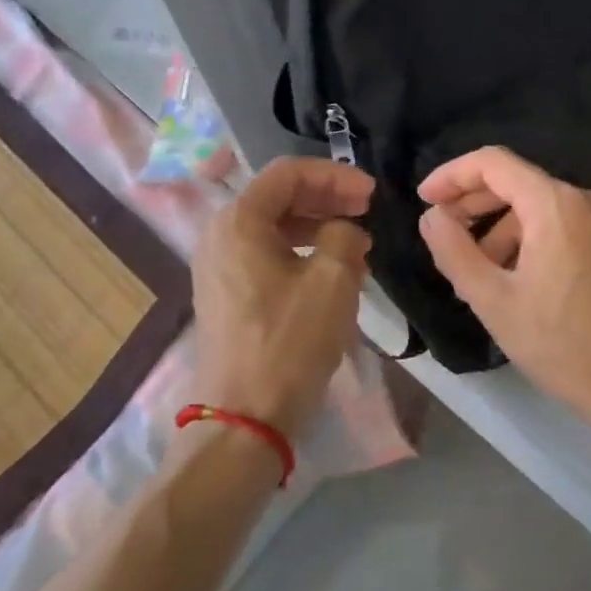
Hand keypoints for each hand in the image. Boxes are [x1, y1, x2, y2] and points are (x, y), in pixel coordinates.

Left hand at [190, 157, 373, 436]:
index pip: (289, 173)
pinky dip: (301, 251)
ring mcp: (219, 267)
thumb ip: (344, 235)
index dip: (335, 176)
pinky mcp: (226, 294)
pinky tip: (332, 270)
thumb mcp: (333, 280)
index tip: (371, 194)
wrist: (245, 418)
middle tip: (367, 211)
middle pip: (279, 196)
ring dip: (318, 225)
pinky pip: (266, 255)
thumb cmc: (290, 342)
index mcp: (239, 221)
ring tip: (357, 242)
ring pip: (274, 227)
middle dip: (327, 198)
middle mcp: (220, 235)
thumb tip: (345, 231)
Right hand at [416, 147, 590, 427]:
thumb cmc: (561, 343)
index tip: (424, 200)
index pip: (493, 163)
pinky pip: (559, 224)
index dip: (452, 175)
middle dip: (472, 203)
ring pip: (537, 206)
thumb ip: (454, 251)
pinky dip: (527, 238)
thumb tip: (432, 217)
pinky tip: (512, 278)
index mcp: (555, 204)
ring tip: (475, 272)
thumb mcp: (494, 301)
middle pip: (516, 181)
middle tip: (442, 234)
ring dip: (498, 228)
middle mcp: (584, 200)